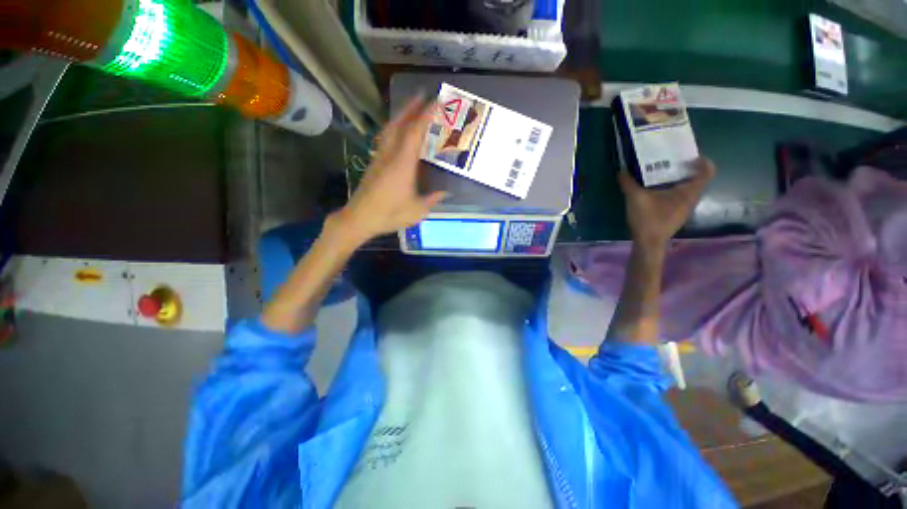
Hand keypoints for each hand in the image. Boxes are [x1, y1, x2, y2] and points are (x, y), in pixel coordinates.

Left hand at [331, 96, 447, 244]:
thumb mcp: (417, 210)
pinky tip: (398, 132)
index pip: (415, 133)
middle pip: (399, 124)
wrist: (359, 218)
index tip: (436, 102)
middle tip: (422, 95)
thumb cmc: (389, 214)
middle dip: (411, 107)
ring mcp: (379, 158)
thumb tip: (445, 193)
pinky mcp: (374, 164)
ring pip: (389, 129)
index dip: (426, 116)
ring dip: (400, 115)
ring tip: (411, 108)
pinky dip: (394, 128)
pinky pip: (385, 139)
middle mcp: (390, 155)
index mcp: (402, 164)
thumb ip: (432, 199)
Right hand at [618, 157, 715, 249]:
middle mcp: (691, 199)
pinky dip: (672, 191)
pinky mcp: (676, 215)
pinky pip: (680, 198)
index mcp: (688, 192)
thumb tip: (621, 170)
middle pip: (697, 180)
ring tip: (661, 176)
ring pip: (687, 190)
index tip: (688, 157)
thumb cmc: (648, 219)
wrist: (648, 244)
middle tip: (671, 163)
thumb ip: (628, 183)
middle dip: (686, 169)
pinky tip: (656, 192)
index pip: (707, 172)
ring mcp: (684, 209)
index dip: (702, 162)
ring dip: (678, 181)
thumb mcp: (635, 198)